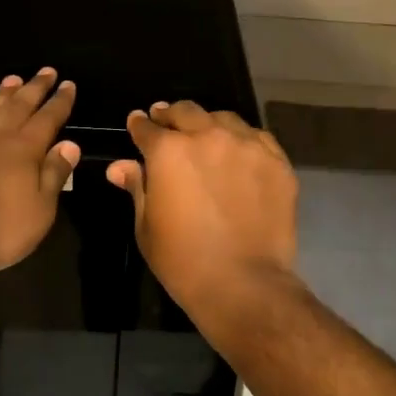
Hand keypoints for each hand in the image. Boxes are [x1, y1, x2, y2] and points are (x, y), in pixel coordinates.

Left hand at [0, 68, 80, 273]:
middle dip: (35, 87)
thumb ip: (54, 175)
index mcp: (25, 149)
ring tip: (13, 79)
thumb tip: (71, 144)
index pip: (48, 118)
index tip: (68, 84)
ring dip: (3, 92)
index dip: (60, 102)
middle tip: (46, 71)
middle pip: (20, 104)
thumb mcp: (39, 211)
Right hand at [106, 100, 298, 314]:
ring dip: (209, 123)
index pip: (147, 128)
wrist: (243, 283)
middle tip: (167, 120)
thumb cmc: (183, 260)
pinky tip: (239, 153)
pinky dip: (243, 140)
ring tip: (206, 135)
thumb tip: (119, 167)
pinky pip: (256, 137)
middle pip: (186, 112)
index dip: (140, 125)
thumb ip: (137, 187)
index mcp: (169, 151)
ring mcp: (246, 145)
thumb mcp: (147, 226)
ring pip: (223, 118)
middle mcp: (207, 136)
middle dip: (172, 115)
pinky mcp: (276, 161)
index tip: (138, 123)